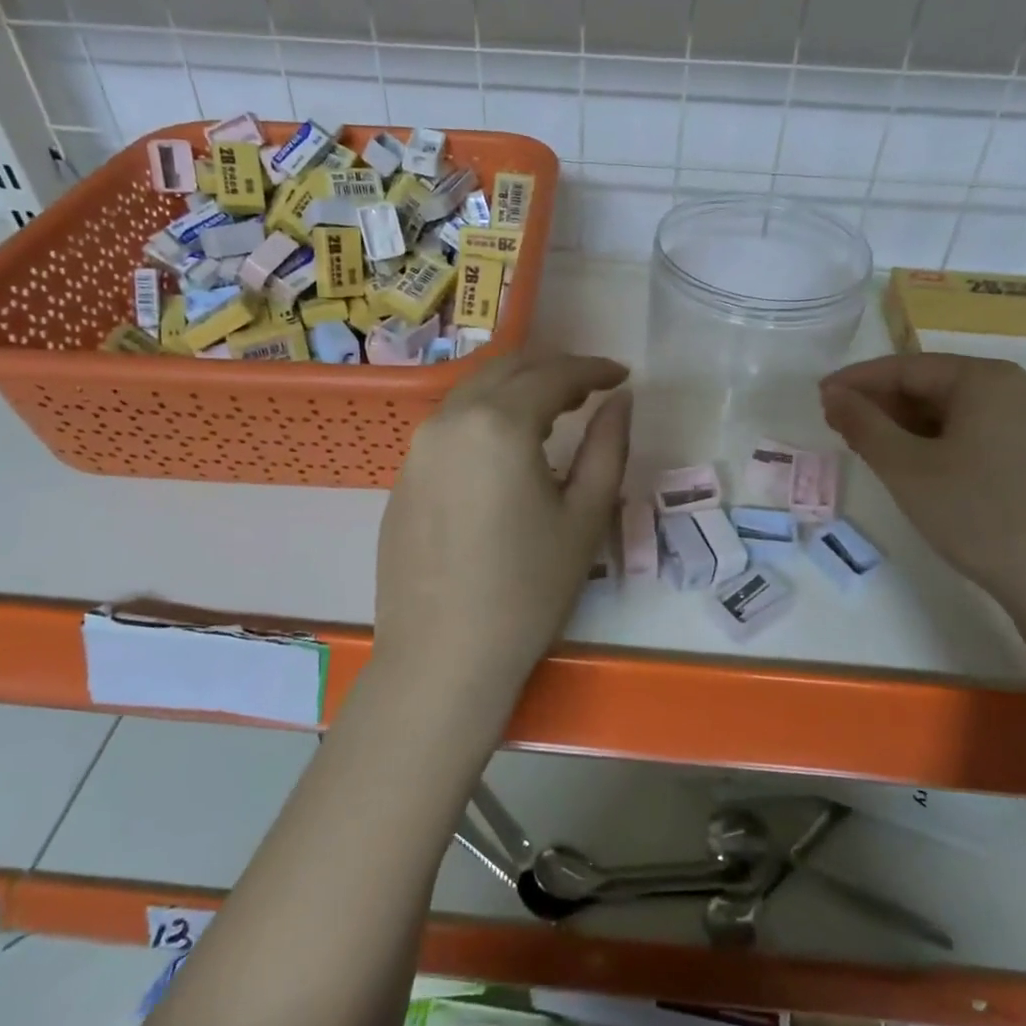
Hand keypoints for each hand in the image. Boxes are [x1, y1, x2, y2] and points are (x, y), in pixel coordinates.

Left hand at [373, 352, 630, 702]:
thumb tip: (621, 400)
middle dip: (553, 368)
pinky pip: (451, 424)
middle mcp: (450, 420)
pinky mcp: (404, 475)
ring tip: (553, 412)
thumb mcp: (585, 516)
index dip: (593, 369)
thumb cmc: (527, 590)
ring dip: (517, 389)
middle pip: (507, 369)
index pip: (553, 375)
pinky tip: (505, 449)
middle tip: (590, 389)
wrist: (442, 656)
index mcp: (498, 424)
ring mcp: (418, 447)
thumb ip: (608, 446)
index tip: (622, 375)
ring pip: (474, 392)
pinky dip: (486, 416)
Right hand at [819, 354, 1025, 611]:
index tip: (819, 398)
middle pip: (931, 385)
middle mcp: (1015, 389)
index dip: (857, 381)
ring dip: (906, 425)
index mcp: (984, 378)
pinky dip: (937, 442)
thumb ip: (863, 424)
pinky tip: (917, 467)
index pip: (905, 367)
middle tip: (838, 426)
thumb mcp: (906, 468)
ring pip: (953, 412)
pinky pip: (976, 433)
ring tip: (870, 449)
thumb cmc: (977, 514)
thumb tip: (833, 394)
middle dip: (881, 404)